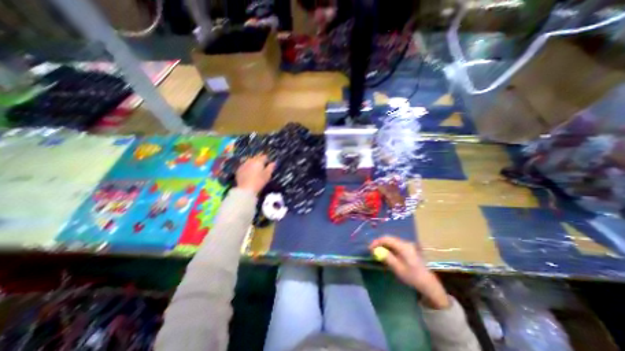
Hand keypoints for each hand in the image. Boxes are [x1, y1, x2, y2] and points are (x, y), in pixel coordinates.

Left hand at [235, 155, 274, 195]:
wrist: (246, 189)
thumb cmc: (259, 182)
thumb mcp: (268, 175)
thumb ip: (271, 167)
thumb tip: (273, 163)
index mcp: (259, 161)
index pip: (264, 156)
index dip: (267, 160)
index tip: (268, 164)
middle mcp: (250, 160)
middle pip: (256, 157)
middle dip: (260, 160)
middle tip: (262, 167)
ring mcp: (243, 164)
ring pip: (250, 160)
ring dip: (253, 163)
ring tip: (255, 169)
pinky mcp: (239, 169)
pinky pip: (244, 165)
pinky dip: (247, 167)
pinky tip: (248, 172)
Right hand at [367, 238, 452, 307]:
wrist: (428, 283)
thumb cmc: (412, 276)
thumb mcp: (397, 268)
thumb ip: (386, 256)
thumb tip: (376, 250)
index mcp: (403, 246)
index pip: (386, 239)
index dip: (377, 242)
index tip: (370, 248)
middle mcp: (405, 243)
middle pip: (389, 238)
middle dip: (379, 243)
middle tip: (372, 249)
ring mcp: (408, 245)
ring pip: (392, 241)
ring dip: (383, 245)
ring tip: (377, 251)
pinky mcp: (408, 249)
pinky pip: (395, 244)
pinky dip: (389, 247)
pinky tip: (386, 253)